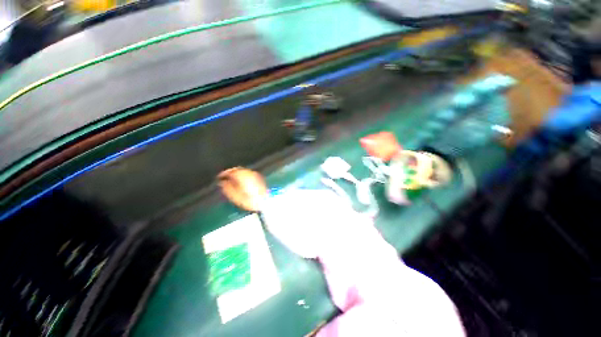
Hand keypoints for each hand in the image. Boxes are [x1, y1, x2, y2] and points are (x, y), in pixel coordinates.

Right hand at [217, 167, 267, 211]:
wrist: (265, 201)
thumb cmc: (249, 200)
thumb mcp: (235, 196)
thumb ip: (227, 187)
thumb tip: (222, 182)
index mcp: (242, 176)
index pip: (231, 171)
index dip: (224, 173)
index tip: (219, 177)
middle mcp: (249, 172)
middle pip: (237, 169)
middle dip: (230, 172)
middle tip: (225, 177)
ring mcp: (255, 174)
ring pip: (243, 170)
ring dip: (237, 173)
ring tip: (232, 179)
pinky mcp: (259, 177)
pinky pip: (248, 173)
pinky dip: (243, 175)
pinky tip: (241, 181)